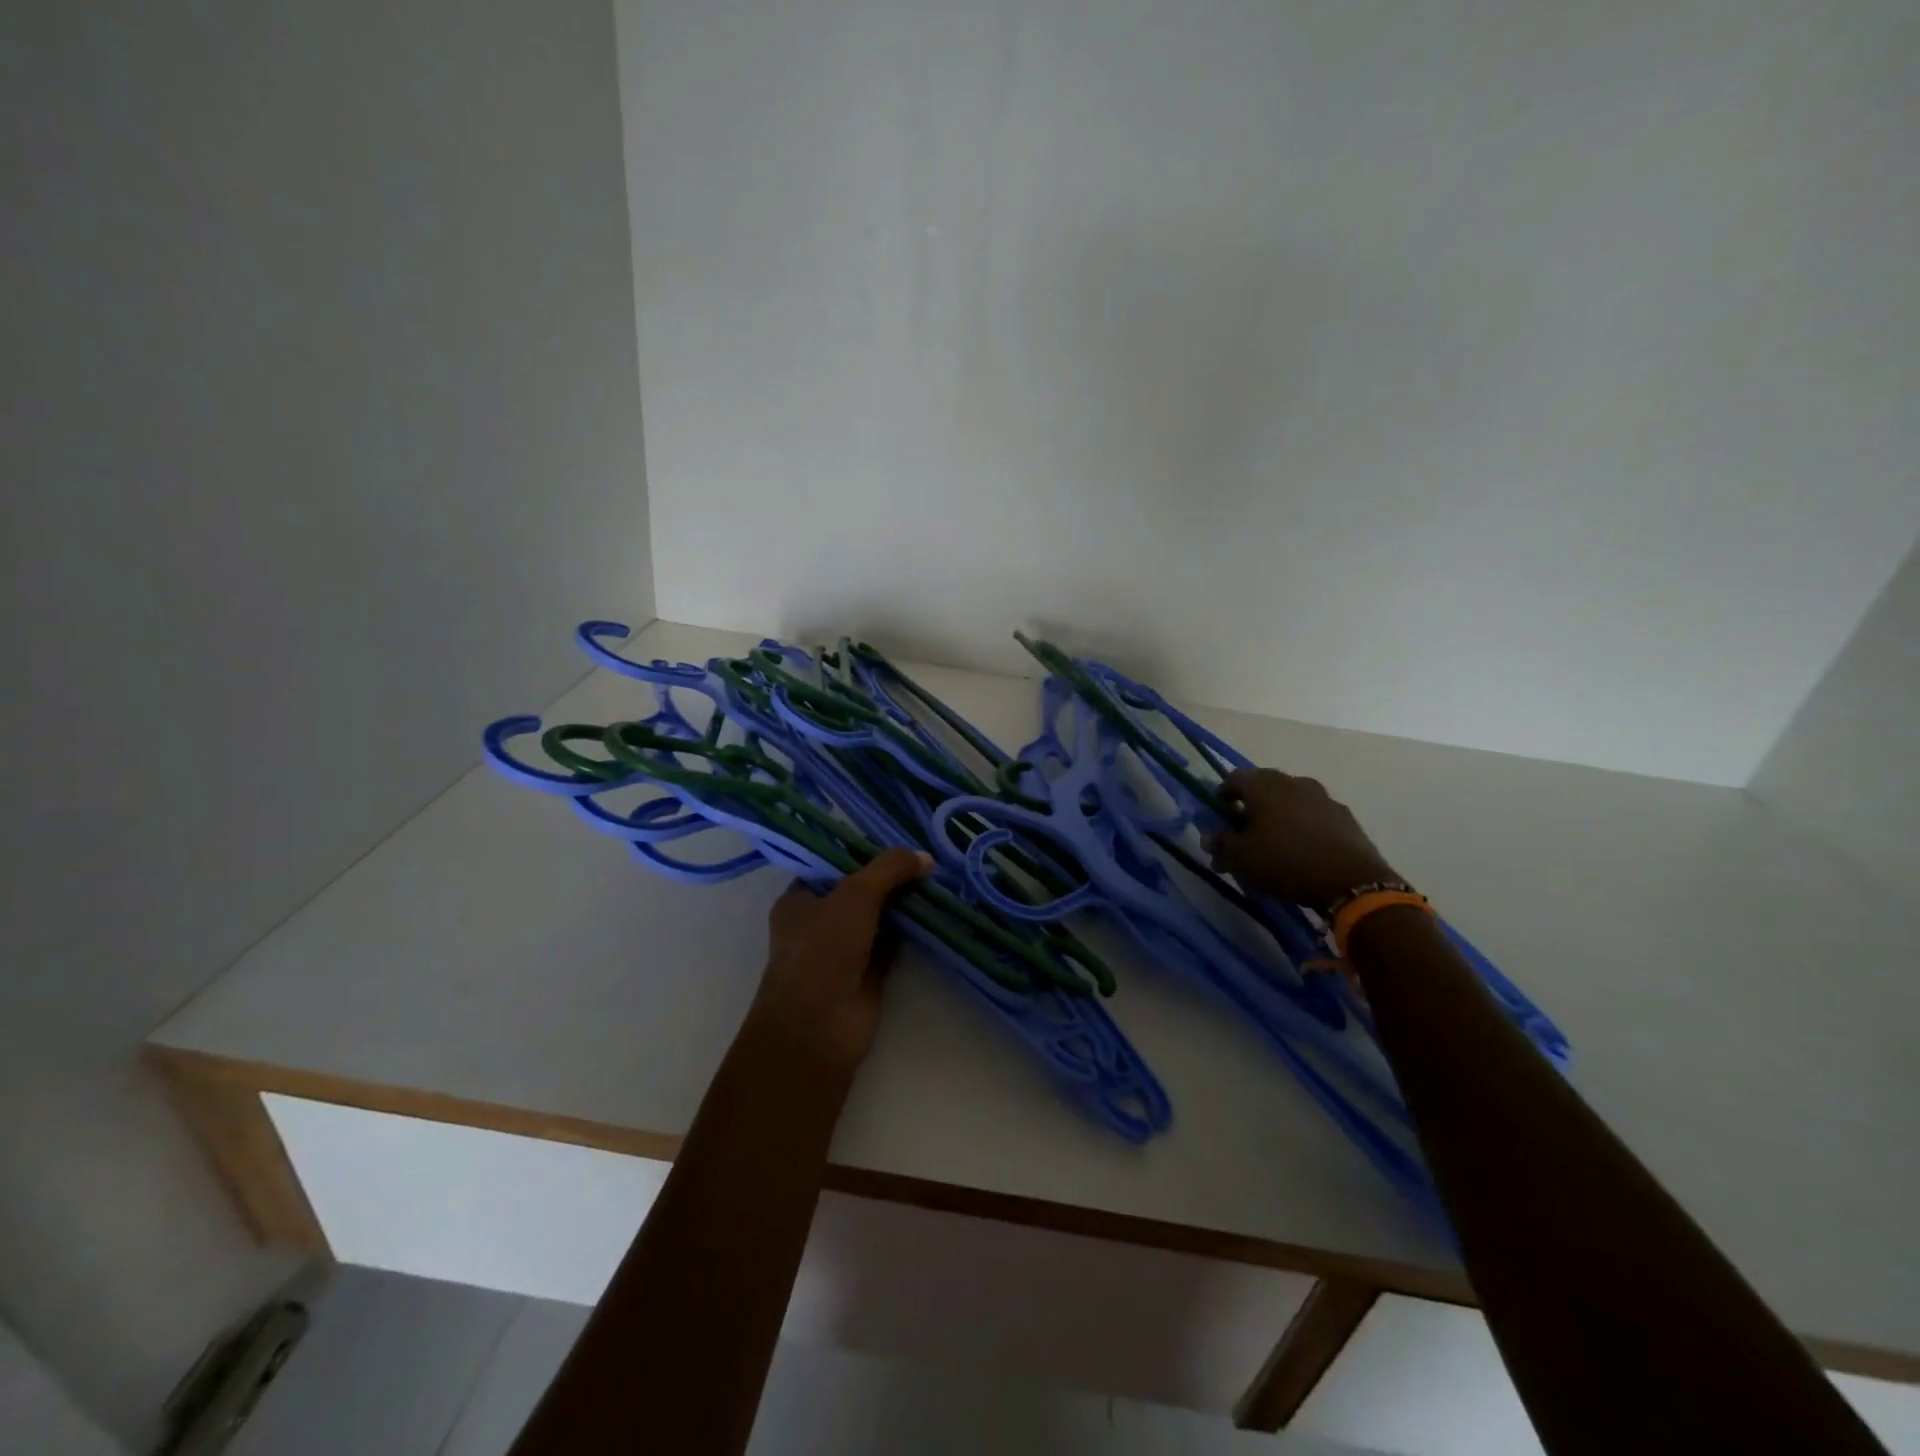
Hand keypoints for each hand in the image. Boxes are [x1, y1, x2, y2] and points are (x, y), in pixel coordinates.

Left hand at [743, 849, 931, 1084]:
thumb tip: (924, 856)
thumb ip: (889, 869)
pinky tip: (937, 911)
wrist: (818, 1026)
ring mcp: (844, 949)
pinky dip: (913, 930)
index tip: (898, 839)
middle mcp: (818, 922)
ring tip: (938, 877)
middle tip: (925, 857)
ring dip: (904, 903)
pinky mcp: (868, 973)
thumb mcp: (855, 895)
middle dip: (890, 877)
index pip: (832, 865)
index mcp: (799, 899)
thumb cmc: (823, 949)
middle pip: (860, 890)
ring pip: (879, 917)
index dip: (863, 851)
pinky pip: (894, 943)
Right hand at [1209, 768, 1397, 912]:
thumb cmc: (1284, 862)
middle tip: (1244, 830)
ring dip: (1279, 815)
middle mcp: (1293, 782)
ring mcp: (1323, 797)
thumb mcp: (1240, 858)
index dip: (1223, 795)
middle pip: (1264, 786)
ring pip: (1291, 800)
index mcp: (1264, 785)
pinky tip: (1303, 849)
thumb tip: (1209, 837)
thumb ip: (1220, 844)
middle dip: (1251, 806)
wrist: (1350, 880)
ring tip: (1275, 842)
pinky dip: (1303, 825)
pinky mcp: (1344, 816)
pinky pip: (1314, 814)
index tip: (1220, 814)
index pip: (1234, 778)